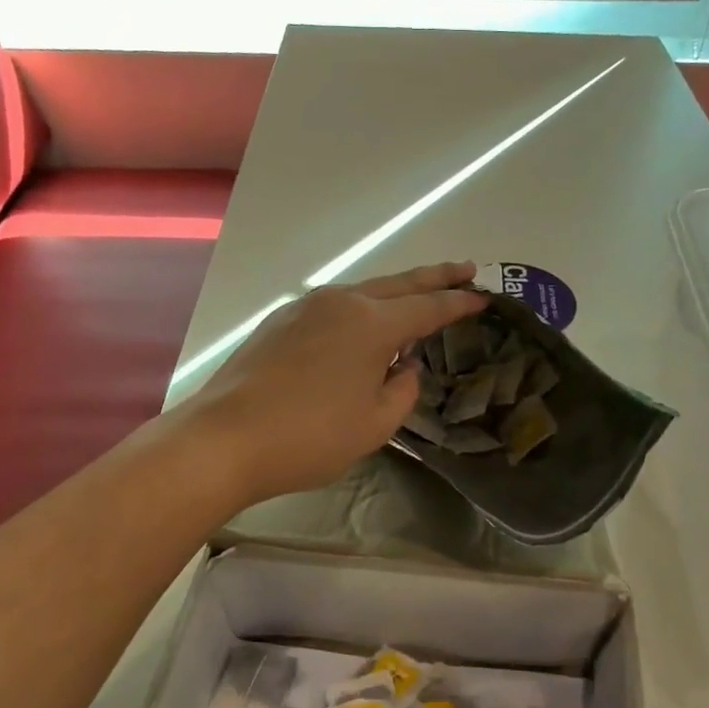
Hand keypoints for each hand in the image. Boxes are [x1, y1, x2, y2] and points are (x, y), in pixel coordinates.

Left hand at [183, 263, 486, 508]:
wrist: (225, 438)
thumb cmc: (310, 437)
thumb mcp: (374, 424)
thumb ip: (402, 390)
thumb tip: (403, 366)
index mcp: (372, 324)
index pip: (428, 308)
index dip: (458, 303)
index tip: (483, 297)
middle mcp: (341, 303)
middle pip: (398, 284)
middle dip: (435, 277)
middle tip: (465, 269)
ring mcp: (305, 308)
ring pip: (363, 291)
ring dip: (395, 292)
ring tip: (417, 296)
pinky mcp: (280, 322)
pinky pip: (334, 307)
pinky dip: (360, 310)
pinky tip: (361, 327)